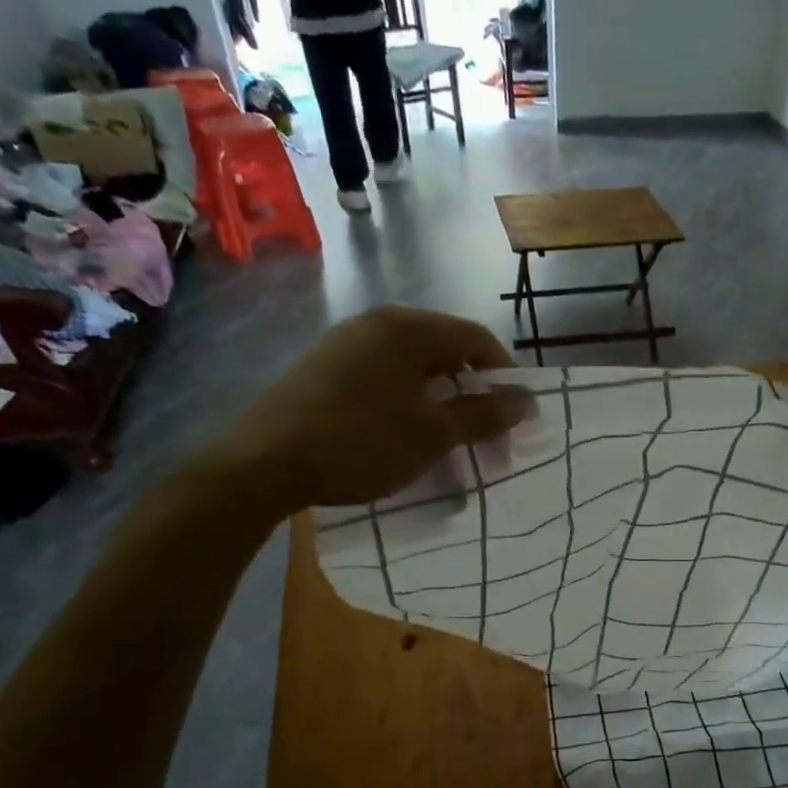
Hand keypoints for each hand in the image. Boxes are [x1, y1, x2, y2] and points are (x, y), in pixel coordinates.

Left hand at [209, 306, 528, 515]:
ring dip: (441, 401)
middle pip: (444, 350)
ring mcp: (346, 344)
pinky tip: (406, 436)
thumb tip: (524, 402)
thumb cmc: (360, 442)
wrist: (263, 463)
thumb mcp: (431, 434)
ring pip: (413, 367)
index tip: (518, 412)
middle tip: (487, 433)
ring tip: (450, 441)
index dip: (504, 372)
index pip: (475, 337)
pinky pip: (384, 377)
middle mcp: (377, 324)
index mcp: (407, 328)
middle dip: (473, 391)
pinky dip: (408, 403)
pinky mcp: (324, 369)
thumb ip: (481, 415)